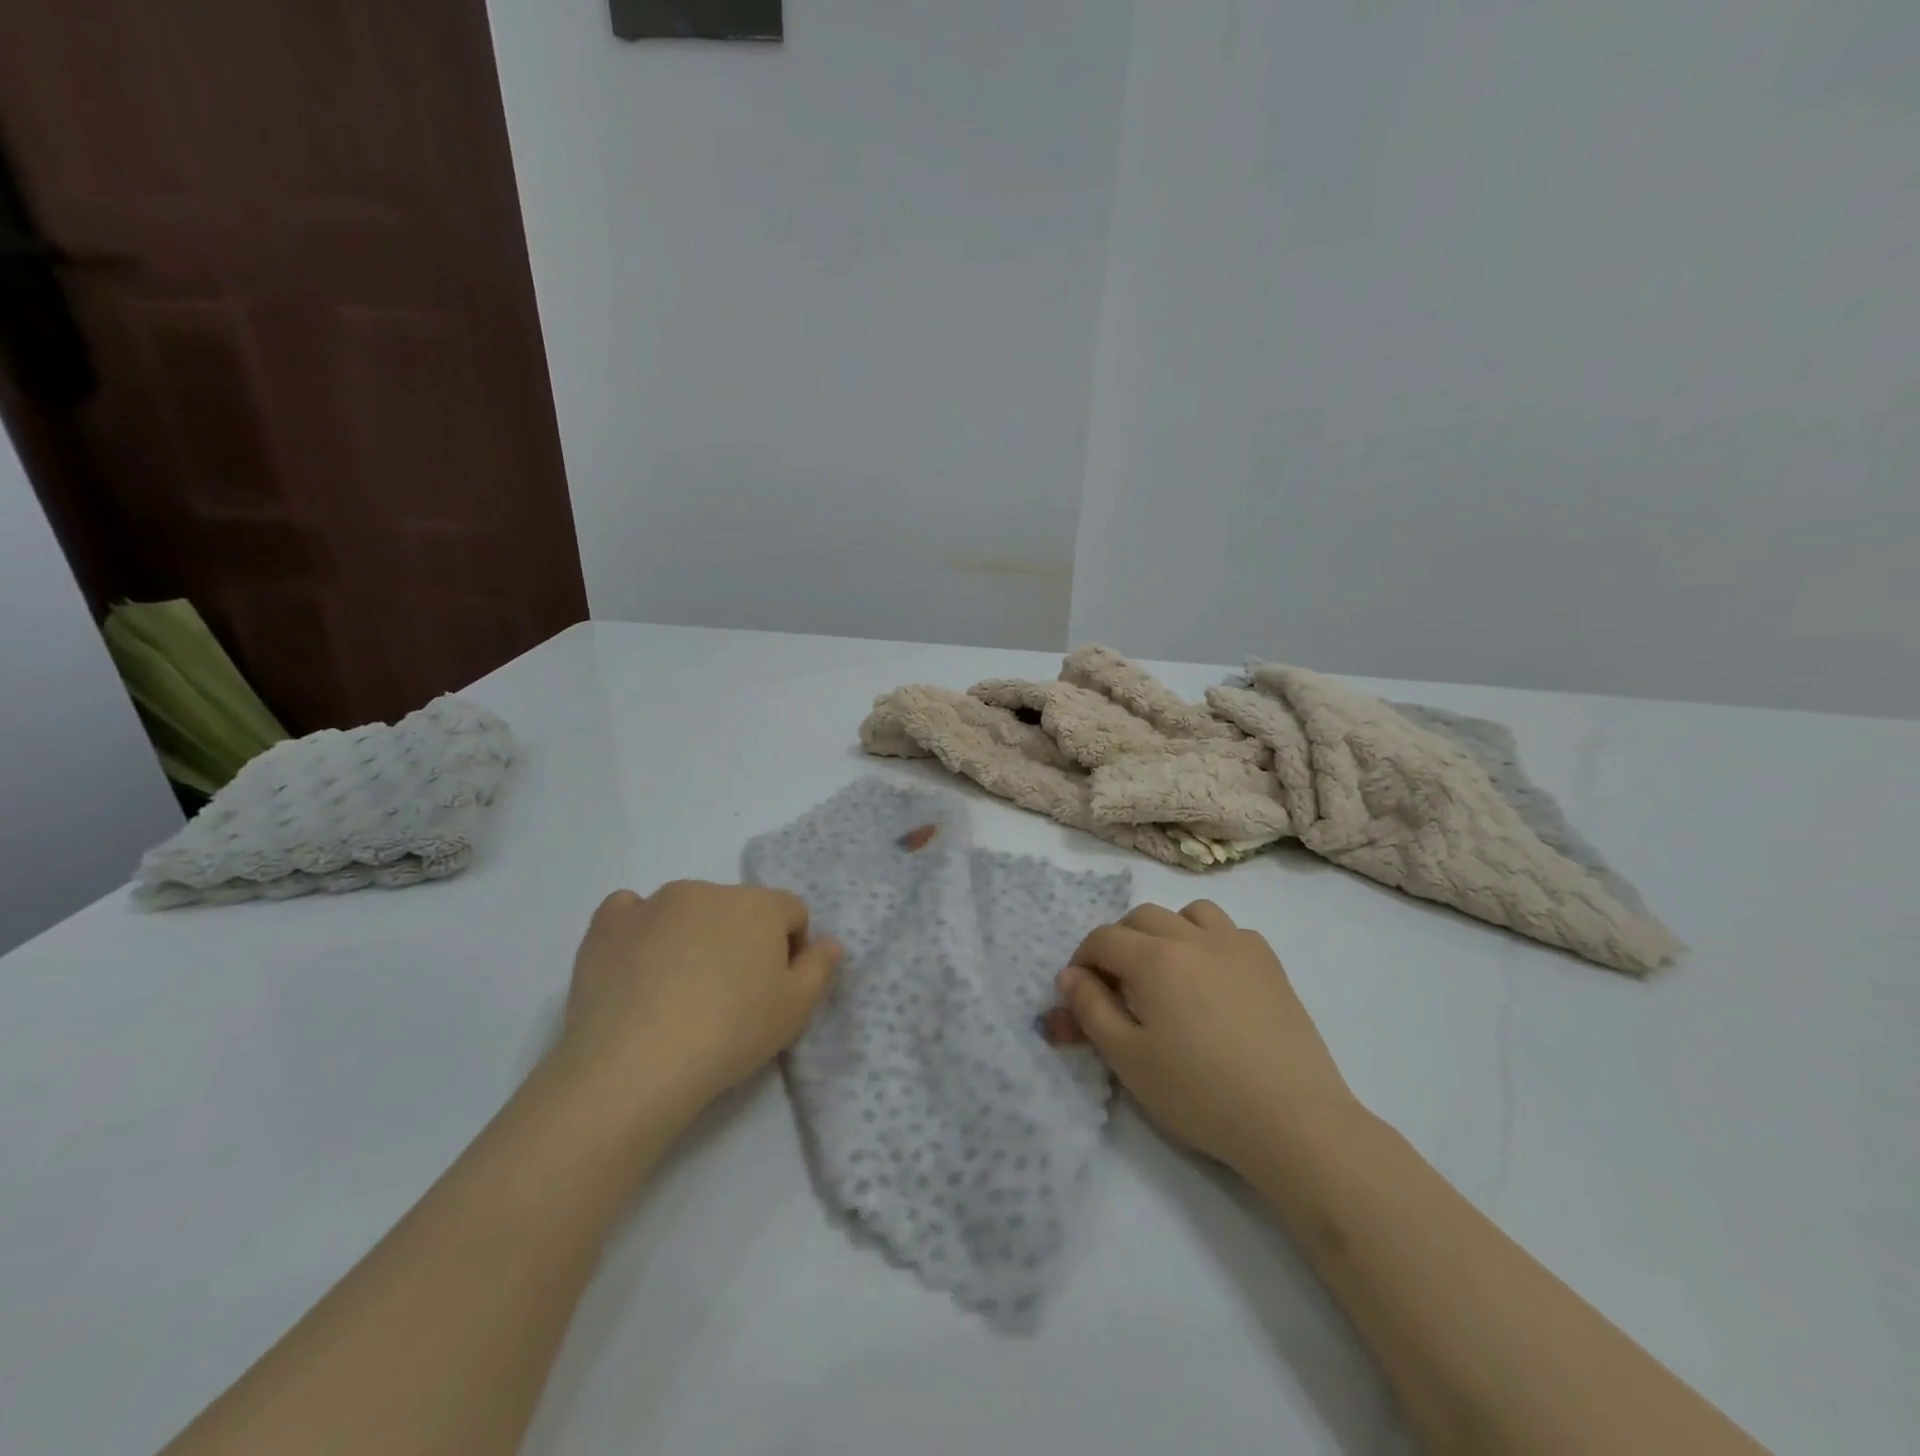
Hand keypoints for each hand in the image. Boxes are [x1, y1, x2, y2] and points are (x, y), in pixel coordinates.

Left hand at [552, 882, 840, 1118]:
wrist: (635, 1064)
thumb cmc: (730, 1032)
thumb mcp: (796, 1009)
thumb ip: (821, 967)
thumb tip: (829, 942)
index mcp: (759, 904)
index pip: (791, 912)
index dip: (790, 950)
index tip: (773, 990)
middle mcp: (709, 890)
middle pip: (739, 909)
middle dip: (741, 941)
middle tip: (728, 996)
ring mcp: (654, 902)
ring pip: (688, 910)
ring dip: (694, 935)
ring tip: (678, 991)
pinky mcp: (609, 924)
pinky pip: (631, 911)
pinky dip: (640, 930)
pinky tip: (637, 966)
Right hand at [1056, 901, 1357, 1171]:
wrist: (1293, 1120)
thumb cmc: (1199, 1093)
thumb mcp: (1128, 1058)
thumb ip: (1091, 1010)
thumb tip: (1070, 976)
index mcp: (1154, 957)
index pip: (1103, 938)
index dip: (1083, 960)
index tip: (1081, 992)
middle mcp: (1193, 937)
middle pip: (1142, 917)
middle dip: (1120, 942)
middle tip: (1118, 984)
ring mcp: (1237, 945)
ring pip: (1190, 913)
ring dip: (1167, 931)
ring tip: (1167, 970)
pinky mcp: (1270, 964)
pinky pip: (1230, 931)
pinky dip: (1210, 942)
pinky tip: (1214, 980)